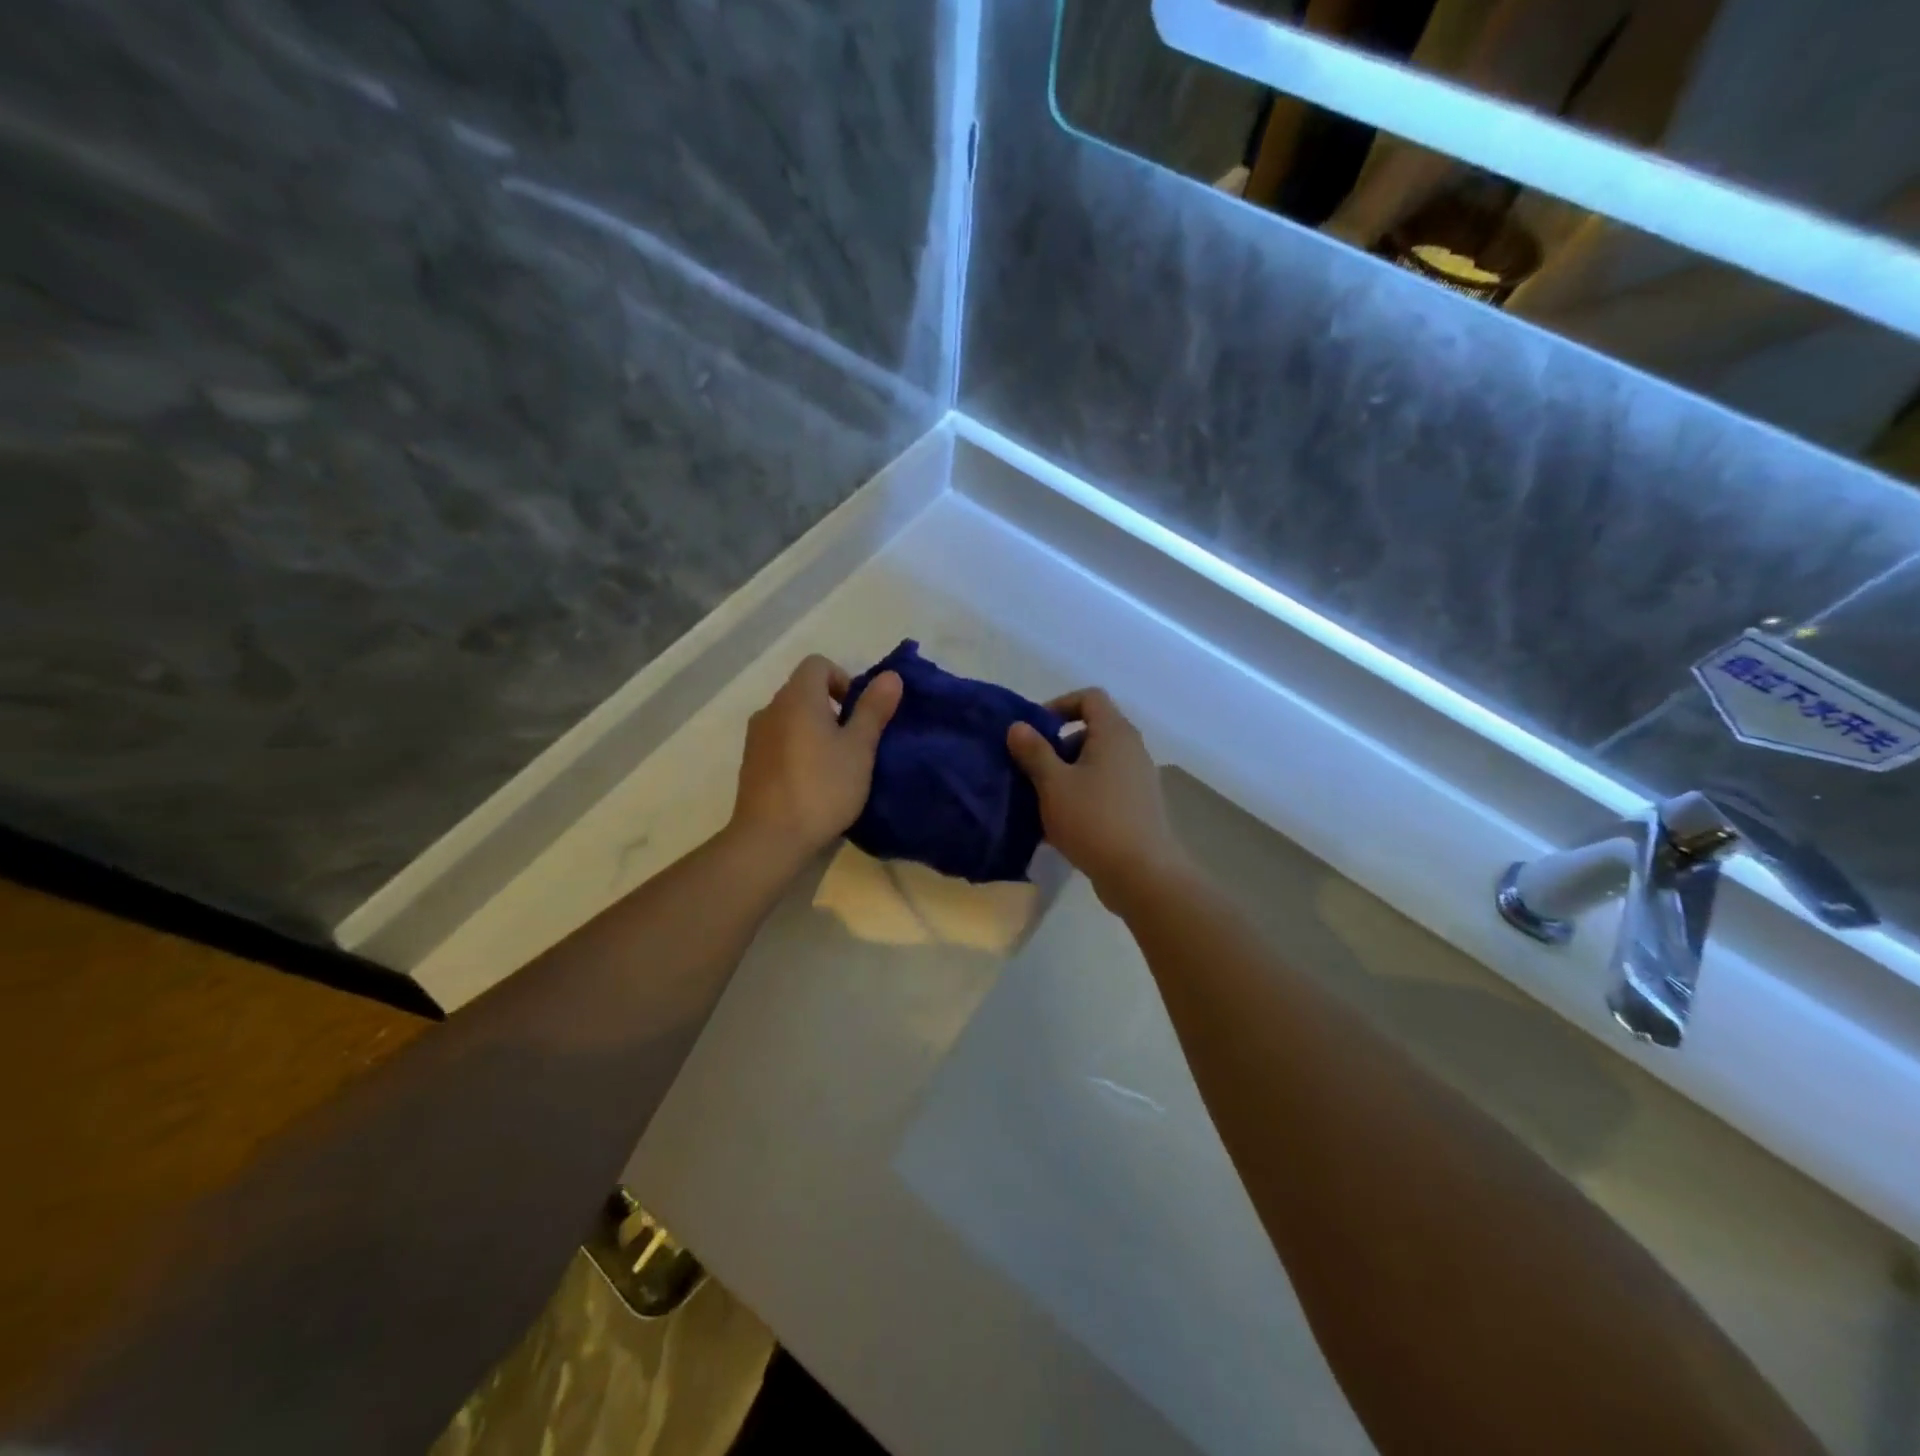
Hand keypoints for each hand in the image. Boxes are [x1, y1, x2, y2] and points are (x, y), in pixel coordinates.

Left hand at [730, 655, 901, 865]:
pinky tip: (812, 782)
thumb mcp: (859, 748)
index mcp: (797, 697)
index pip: (818, 664)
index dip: (843, 680)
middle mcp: (771, 709)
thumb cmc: (823, 787)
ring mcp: (756, 737)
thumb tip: (890, 676)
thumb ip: (873, 710)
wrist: (771, 837)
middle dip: (832, 708)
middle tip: (854, 743)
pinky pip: (779, 742)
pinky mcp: (750, 764)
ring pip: (791, 718)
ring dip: (815, 731)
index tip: (858, 713)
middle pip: (804, 691)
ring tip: (835, 765)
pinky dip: (797, 749)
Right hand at [1007, 688, 1191, 906]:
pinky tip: (1064, 822)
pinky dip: (1084, 793)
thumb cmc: (1093, 820)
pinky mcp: (1140, 806)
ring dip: (1069, 772)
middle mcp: (1132, 749)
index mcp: (1114, 733)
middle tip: (1034, 768)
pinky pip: (1106, 786)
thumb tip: (1018, 726)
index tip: (1035, 731)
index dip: (1059, 705)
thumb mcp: (1053, 784)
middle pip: (1093, 730)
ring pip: (1098, 762)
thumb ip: (1034, 751)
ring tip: (1044, 798)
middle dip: (1059, 744)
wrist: (1142, 873)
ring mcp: (1139, 778)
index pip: (1090, 697)